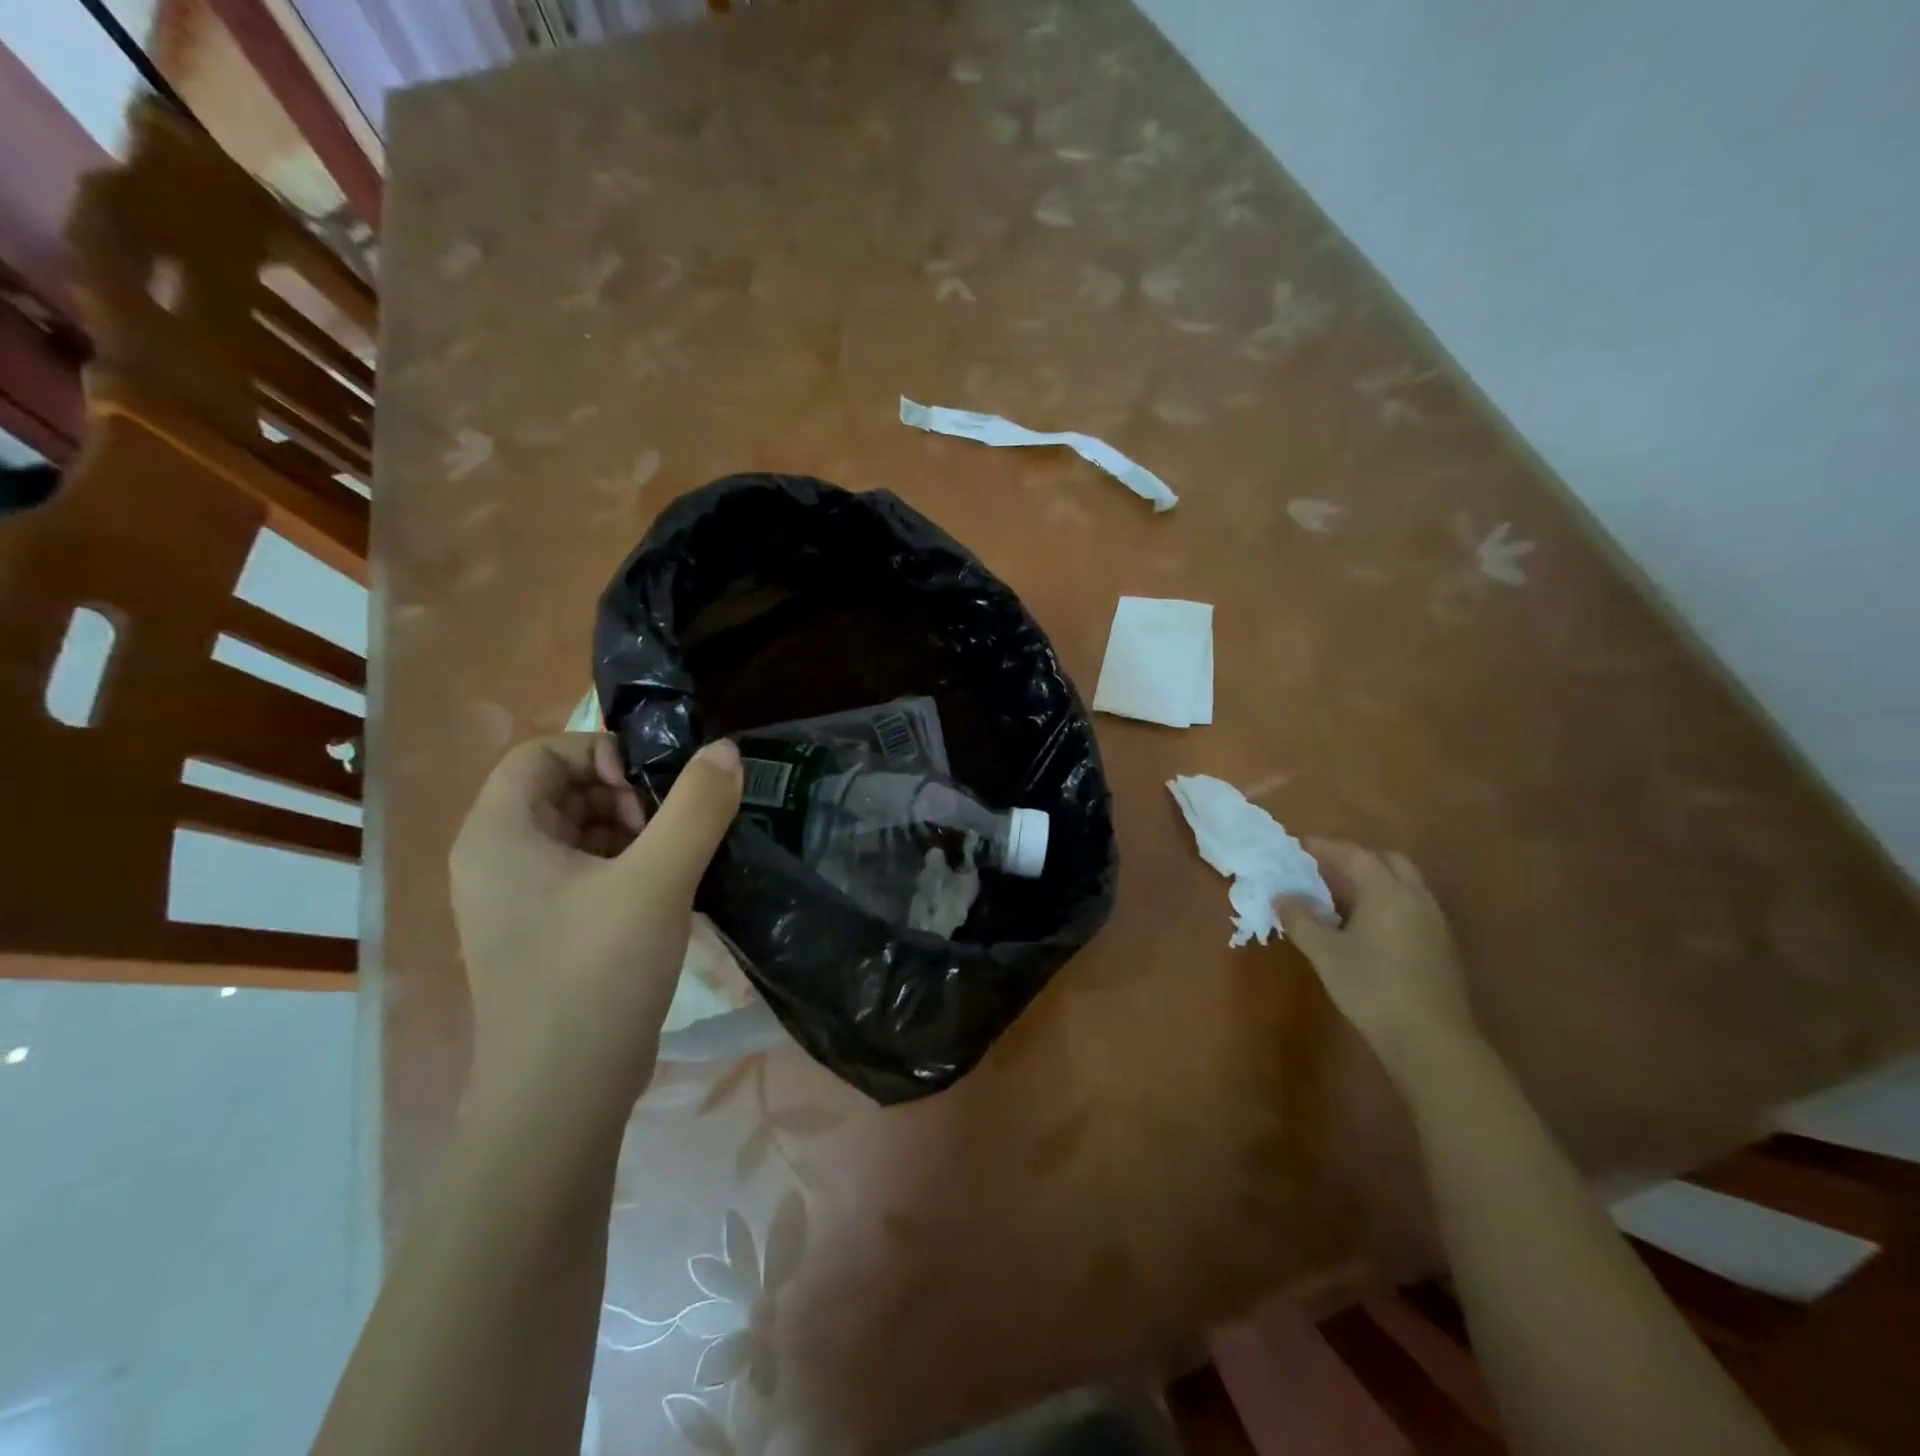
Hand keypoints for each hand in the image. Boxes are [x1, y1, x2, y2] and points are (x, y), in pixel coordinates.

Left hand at [449, 734, 742, 1114]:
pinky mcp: (542, 937)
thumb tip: (725, 750)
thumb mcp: (659, 879)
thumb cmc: (596, 975)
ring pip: (576, 836)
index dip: (599, 754)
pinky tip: (667, 894)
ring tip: (676, 862)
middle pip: (560, 792)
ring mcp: (516, 905)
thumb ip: (697, 806)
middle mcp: (495, 862)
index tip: (649, 790)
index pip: (541, 754)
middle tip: (669, 829)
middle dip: (623, 796)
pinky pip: (583, 876)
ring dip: (631, 834)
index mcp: (498, 836)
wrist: (560, 1099)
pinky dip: (625, 869)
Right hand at [1276, 840, 1480, 1082]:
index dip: (1325, 847)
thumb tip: (1282, 896)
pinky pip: (1412, 906)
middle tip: (1325, 870)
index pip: (1354, 855)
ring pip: (1404, 884)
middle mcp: (1416, 898)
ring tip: (1342, 898)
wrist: (1431, 1040)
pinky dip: (1388, 902)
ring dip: (1374, 881)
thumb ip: (1301, 920)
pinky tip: (1367, 927)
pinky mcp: (1441, 946)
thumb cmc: (1372, 988)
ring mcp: (1434, 922)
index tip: (1300, 847)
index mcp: (1387, 892)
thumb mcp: (1325, 953)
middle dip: (1356, 859)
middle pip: (1388, 861)